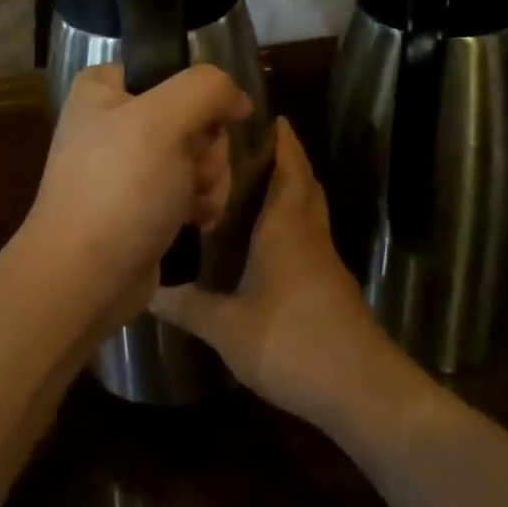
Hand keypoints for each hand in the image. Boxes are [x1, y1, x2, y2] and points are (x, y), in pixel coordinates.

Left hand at [19, 64, 251, 329]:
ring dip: (210, 181)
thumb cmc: (119, 190)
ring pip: (199, 155)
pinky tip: (197, 223)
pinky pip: (189, 189)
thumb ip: (208, 89)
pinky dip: (200, 204)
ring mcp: (128, 166)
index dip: (199, 101)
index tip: (200, 129)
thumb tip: (238, 99)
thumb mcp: (164, 120)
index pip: (175, 72)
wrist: (83, 280)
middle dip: (207, 151)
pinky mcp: (142, 204)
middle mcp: (114, 121)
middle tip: (192, 176)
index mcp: (105, 88)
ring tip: (195, 207)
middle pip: (194, 117)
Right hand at [153, 119, 416, 438]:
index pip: (289, 170)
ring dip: (293, 191)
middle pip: (305, 184)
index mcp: (286, 228)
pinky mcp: (333, 286)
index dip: (283, 142)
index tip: (270, 117)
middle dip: (288, 160)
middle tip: (253, 147)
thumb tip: (146, 289)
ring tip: (254, 186)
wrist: (361, 390)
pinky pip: (311, 237)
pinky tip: (268, 243)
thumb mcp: (226, 327)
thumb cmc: (290, 342)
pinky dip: (295, 224)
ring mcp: (326, 262)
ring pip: (311, 211)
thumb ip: (187, 306)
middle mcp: (309, 235)